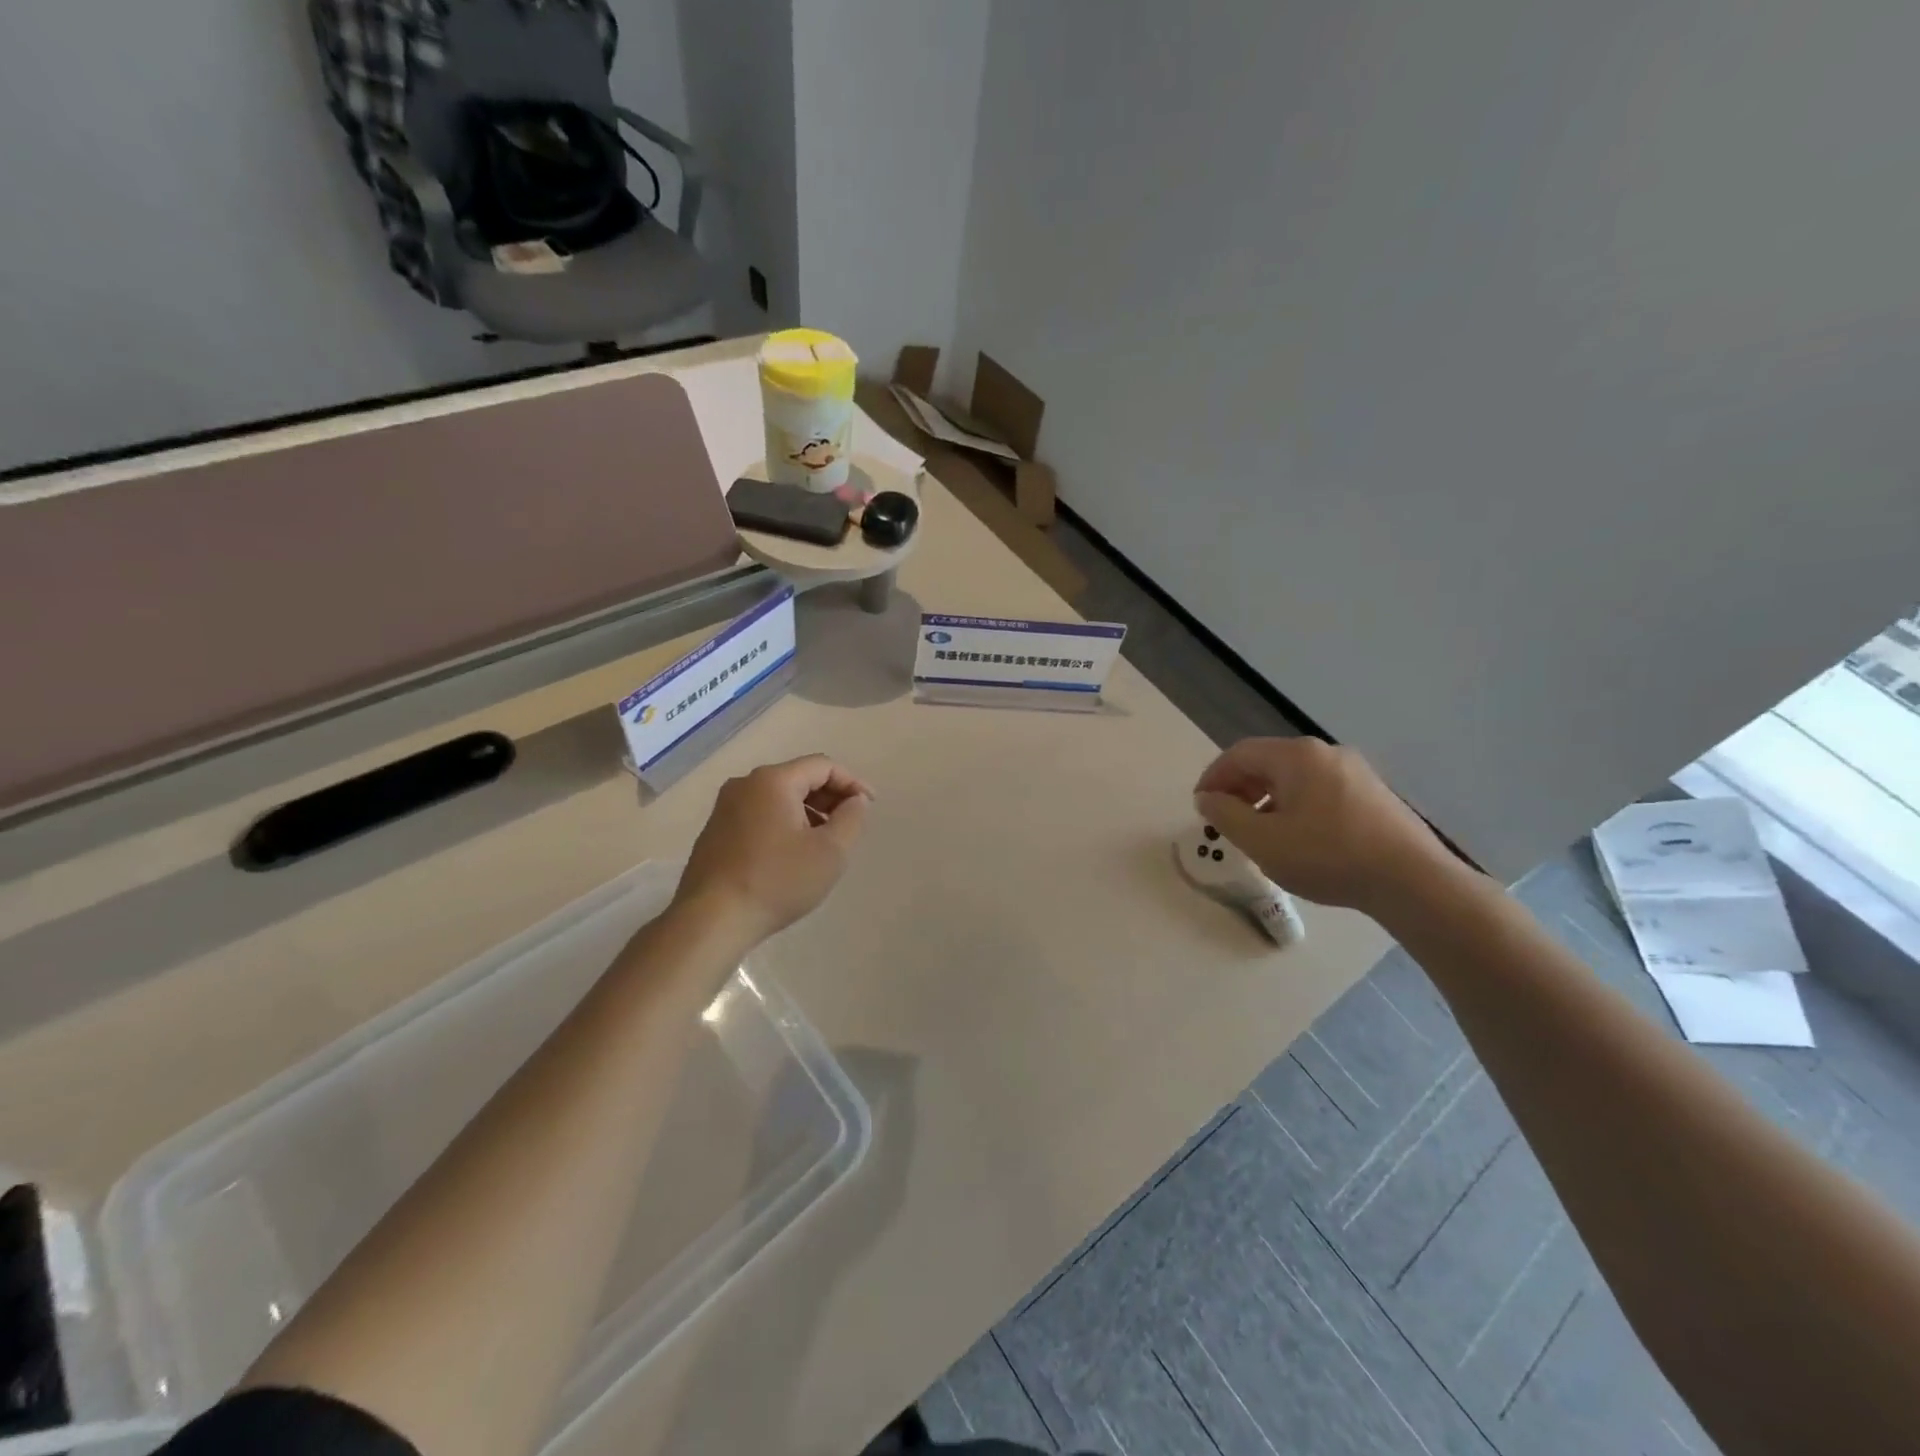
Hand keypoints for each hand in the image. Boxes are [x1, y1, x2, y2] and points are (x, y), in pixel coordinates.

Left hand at [673, 755, 873, 945]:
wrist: (711, 920)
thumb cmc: (777, 881)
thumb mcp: (830, 851)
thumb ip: (851, 818)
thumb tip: (855, 800)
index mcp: (773, 781)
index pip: (823, 766)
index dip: (852, 782)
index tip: (869, 807)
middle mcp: (745, 784)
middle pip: (799, 777)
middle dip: (829, 797)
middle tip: (849, 824)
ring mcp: (725, 807)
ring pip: (778, 797)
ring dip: (807, 812)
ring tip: (823, 842)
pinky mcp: (715, 831)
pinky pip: (759, 814)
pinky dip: (783, 823)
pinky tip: (791, 854)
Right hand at [1193, 738, 1462, 916]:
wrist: (1413, 881)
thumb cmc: (1328, 856)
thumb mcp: (1262, 841)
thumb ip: (1226, 816)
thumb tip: (1207, 798)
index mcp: (1296, 756)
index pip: (1239, 754)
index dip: (1213, 778)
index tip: (1200, 806)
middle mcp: (1325, 753)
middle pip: (1268, 762)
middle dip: (1239, 789)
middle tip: (1225, 820)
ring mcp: (1355, 772)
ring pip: (1295, 778)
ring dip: (1266, 800)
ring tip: (1258, 834)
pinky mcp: (1373, 795)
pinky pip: (1319, 791)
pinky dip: (1296, 807)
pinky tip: (1298, 839)